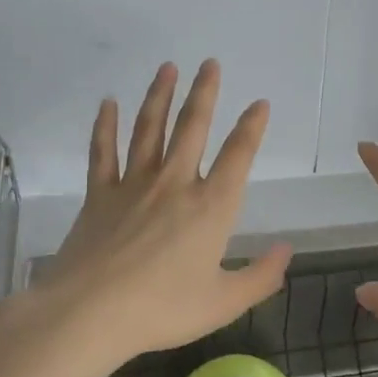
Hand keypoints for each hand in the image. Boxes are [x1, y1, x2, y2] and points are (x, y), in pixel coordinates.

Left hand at [34, 60, 291, 367]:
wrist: (89, 313)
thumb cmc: (162, 309)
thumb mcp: (224, 302)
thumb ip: (261, 276)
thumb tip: (288, 250)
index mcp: (211, 206)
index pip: (238, 155)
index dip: (251, 127)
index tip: (260, 103)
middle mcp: (175, 183)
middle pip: (192, 127)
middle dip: (204, 92)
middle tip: (209, 63)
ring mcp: (134, 184)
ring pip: (150, 129)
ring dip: (160, 95)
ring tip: (167, 67)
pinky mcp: (99, 194)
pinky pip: (103, 151)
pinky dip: (106, 125)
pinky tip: (108, 103)